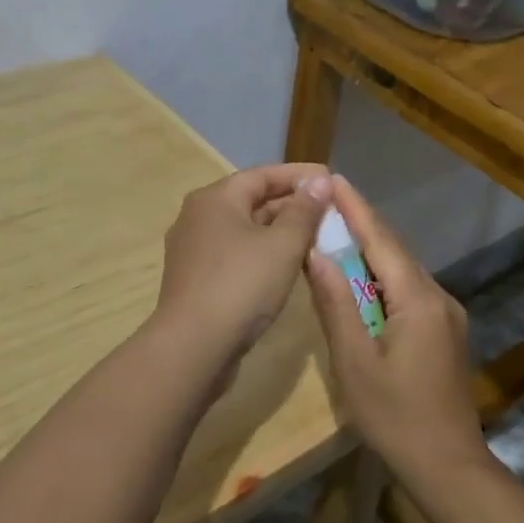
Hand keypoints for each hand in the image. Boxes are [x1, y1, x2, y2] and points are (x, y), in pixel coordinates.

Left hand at [150, 164, 331, 372]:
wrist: (192, 347)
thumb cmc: (241, 286)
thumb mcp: (283, 245)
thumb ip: (304, 211)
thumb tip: (320, 181)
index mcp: (215, 199)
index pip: (263, 175)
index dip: (299, 175)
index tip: (331, 180)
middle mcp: (199, 216)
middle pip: (252, 200)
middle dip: (291, 205)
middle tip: (329, 212)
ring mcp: (194, 250)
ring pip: (244, 230)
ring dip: (279, 231)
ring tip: (316, 238)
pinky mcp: (196, 279)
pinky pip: (236, 254)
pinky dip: (263, 254)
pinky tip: (287, 267)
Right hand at [301, 175, 484, 475]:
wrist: (449, 466)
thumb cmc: (395, 416)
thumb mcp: (354, 362)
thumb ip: (335, 304)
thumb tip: (317, 254)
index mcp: (417, 299)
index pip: (381, 240)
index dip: (356, 209)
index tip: (334, 179)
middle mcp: (438, 296)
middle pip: (395, 249)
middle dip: (362, 223)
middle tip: (327, 202)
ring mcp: (446, 314)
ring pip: (403, 269)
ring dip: (372, 249)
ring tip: (337, 231)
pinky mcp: (445, 331)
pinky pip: (409, 289)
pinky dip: (382, 275)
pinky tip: (362, 278)